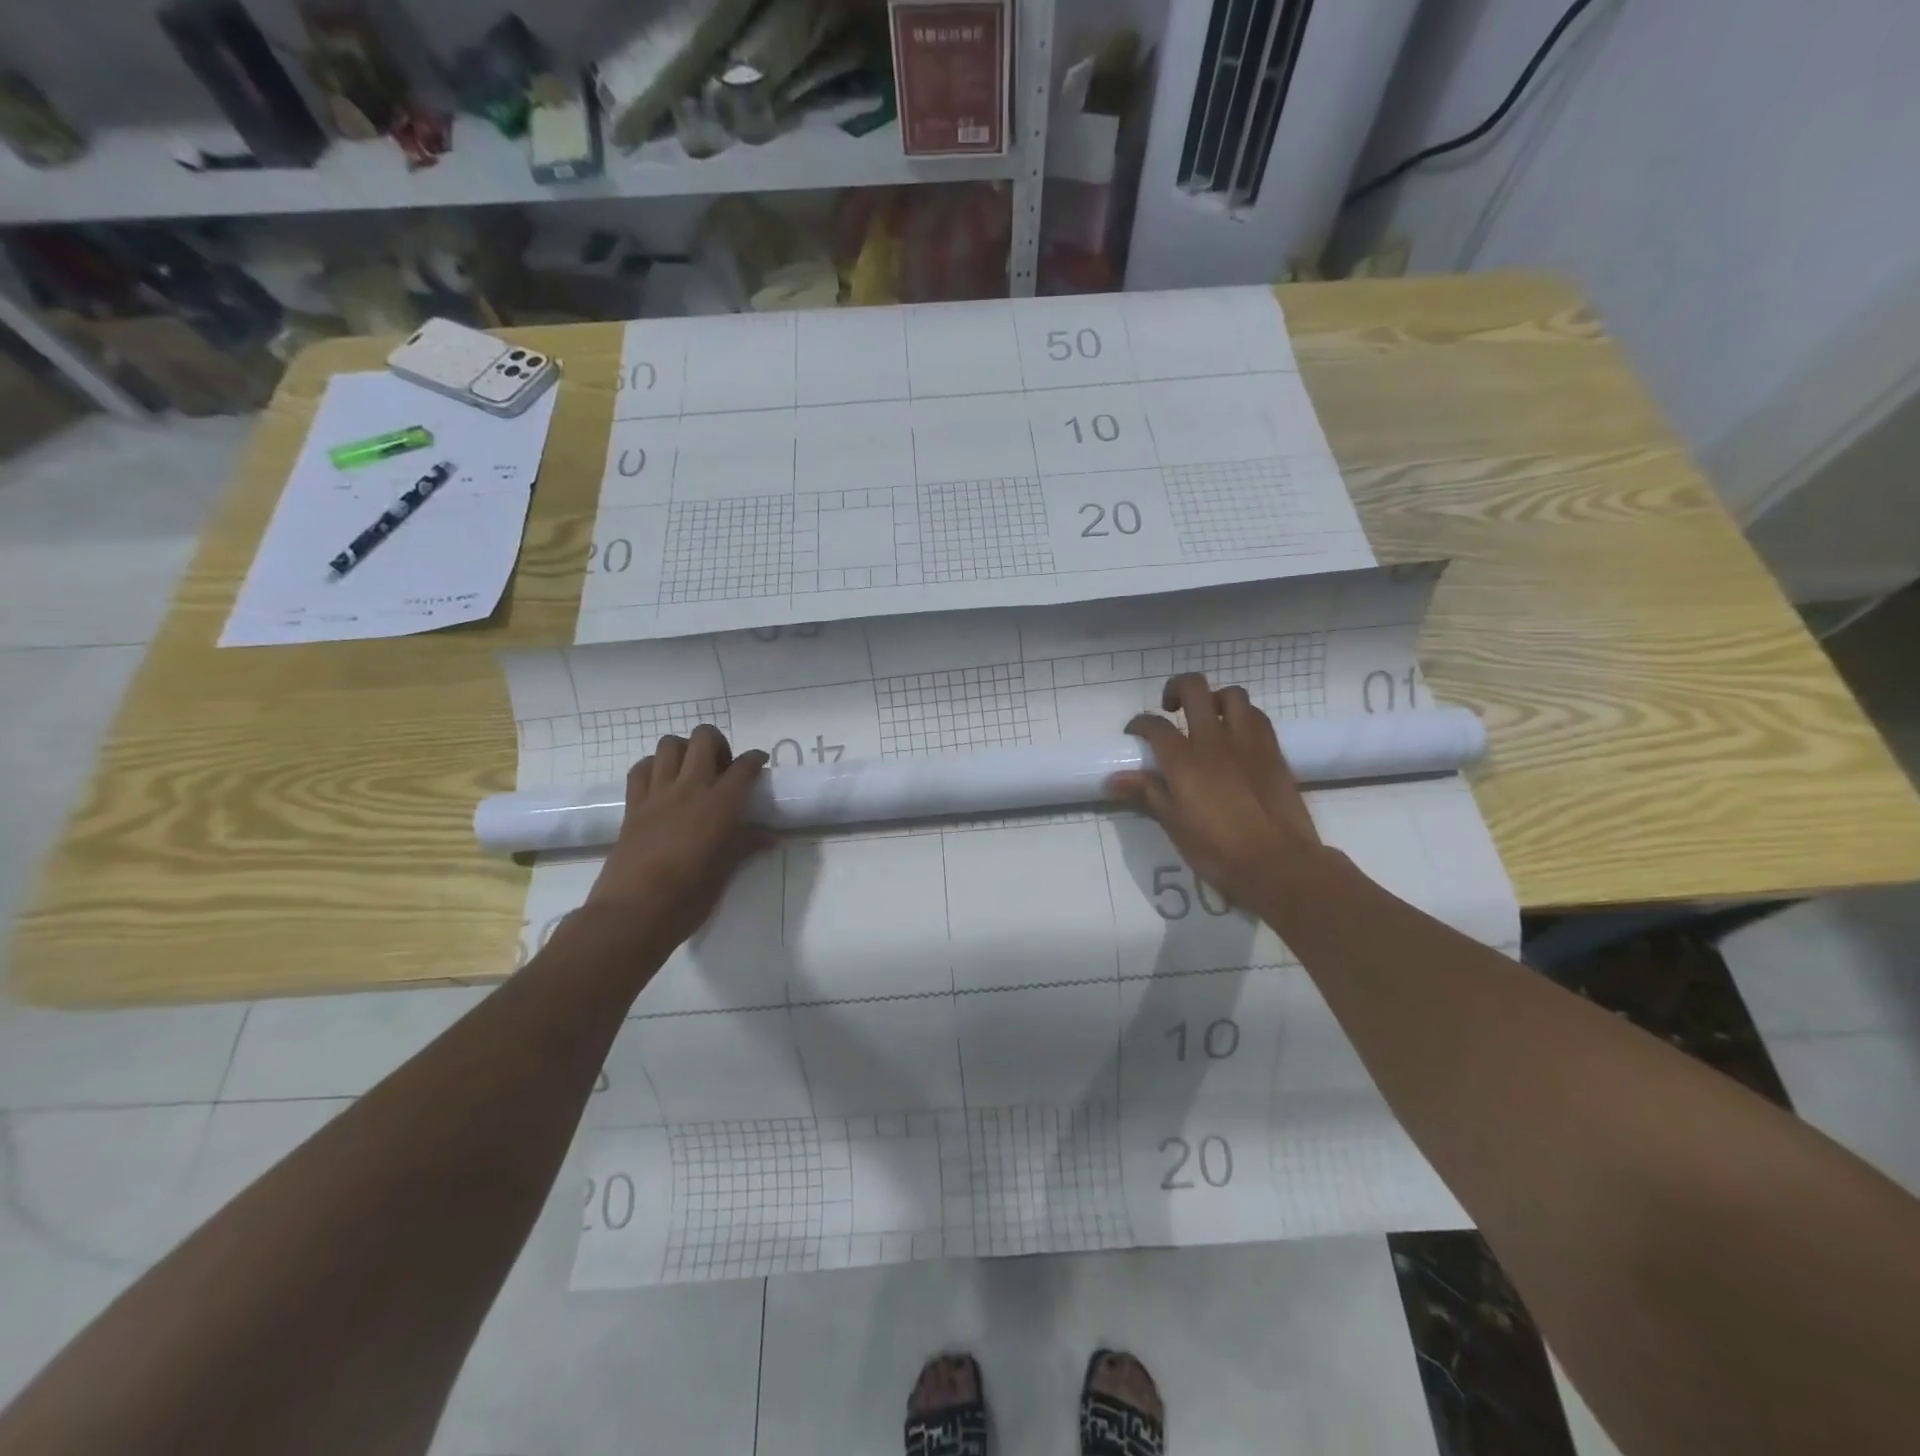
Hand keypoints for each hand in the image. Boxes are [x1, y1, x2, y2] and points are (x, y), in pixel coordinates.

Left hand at [583, 725, 771, 950]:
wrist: (634, 912)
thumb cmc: (689, 896)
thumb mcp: (726, 871)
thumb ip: (747, 844)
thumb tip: (772, 836)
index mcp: (720, 804)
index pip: (744, 766)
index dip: (755, 759)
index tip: (759, 764)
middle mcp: (690, 788)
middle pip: (704, 738)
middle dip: (718, 744)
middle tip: (723, 767)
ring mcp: (657, 793)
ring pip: (669, 744)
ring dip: (685, 750)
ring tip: (692, 771)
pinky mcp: (632, 805)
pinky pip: (641, 768)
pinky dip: (653, 766)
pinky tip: (662, 783)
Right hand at [1108, 673, 1327, 909]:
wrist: (1278, 863)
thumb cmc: (1217, 850)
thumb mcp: (1174, 824)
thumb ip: (1147, 793)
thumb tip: (1113, 779)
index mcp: (1183, 760)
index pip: (1153, 724)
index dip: (1139, 723)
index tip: (1135, 734)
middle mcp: (1213, 740)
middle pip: (1194, 689)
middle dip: (1176, 689)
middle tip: (1170, 708)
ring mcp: (1248, 741)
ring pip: (1231, 695)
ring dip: (1215, 699)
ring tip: (1208, 718)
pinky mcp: (1273, 750)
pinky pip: (1257, 716)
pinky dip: (1242, 716)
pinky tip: (1236, 735)